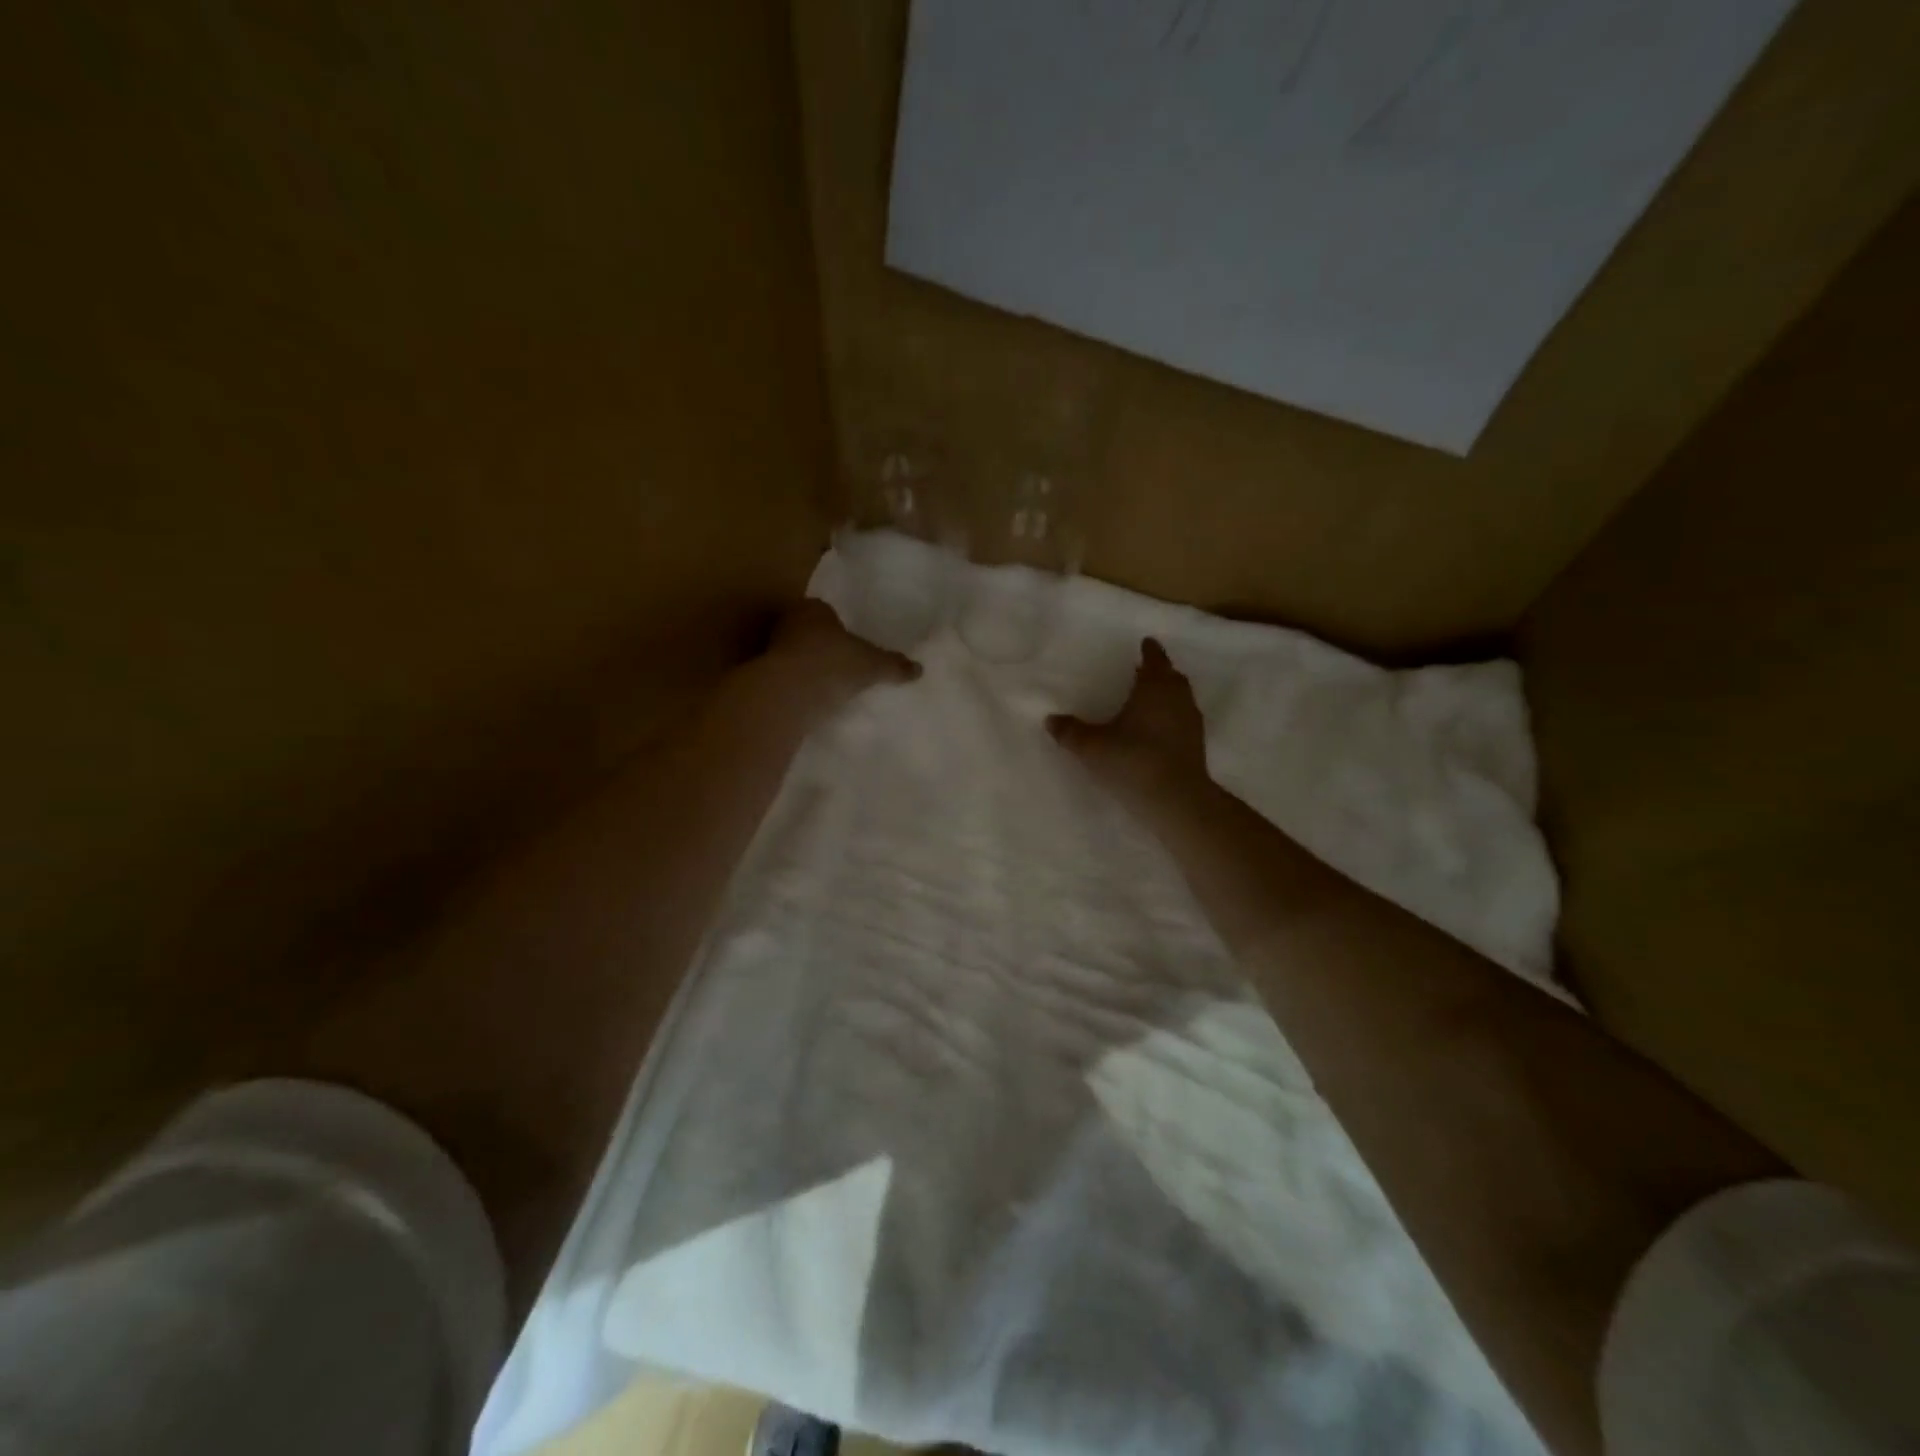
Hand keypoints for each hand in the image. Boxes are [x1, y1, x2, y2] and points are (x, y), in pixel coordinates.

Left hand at [767, 599, 920, 710]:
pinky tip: (811, 700)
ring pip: (793, 654)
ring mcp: (771, 649)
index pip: (824, 610)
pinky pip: (785, 678)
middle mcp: (788, 623)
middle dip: (820, 645)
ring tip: (827, 685)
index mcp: (813, 609)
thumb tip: (920, 669)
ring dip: (806, 667)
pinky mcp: (763, 676)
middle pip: (807, 631)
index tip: (848, 642)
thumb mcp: (873, 664)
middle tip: (839, 663)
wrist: (791, 693)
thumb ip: (894, 665)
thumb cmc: (835, 664)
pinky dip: (796, 686)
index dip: (836, 626)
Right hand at [1048, 638, 1207, 791]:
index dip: (1150, 651)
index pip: (1155, 660)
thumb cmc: (1133, 761)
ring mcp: (1191, 722)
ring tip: (1149, 698)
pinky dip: (1172, 717)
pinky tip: (1157, 729)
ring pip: (1180, 698)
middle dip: (1160, 671)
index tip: (1146, 643)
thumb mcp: (1093, 747)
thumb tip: (1050, 719)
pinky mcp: (1196, 745)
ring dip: (1167, 694)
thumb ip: (1071, 732)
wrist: (1176, 799)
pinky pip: (1183, 719)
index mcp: (1154, 687)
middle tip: (1144, 670)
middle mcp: (1177, 698)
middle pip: (1172, 677)